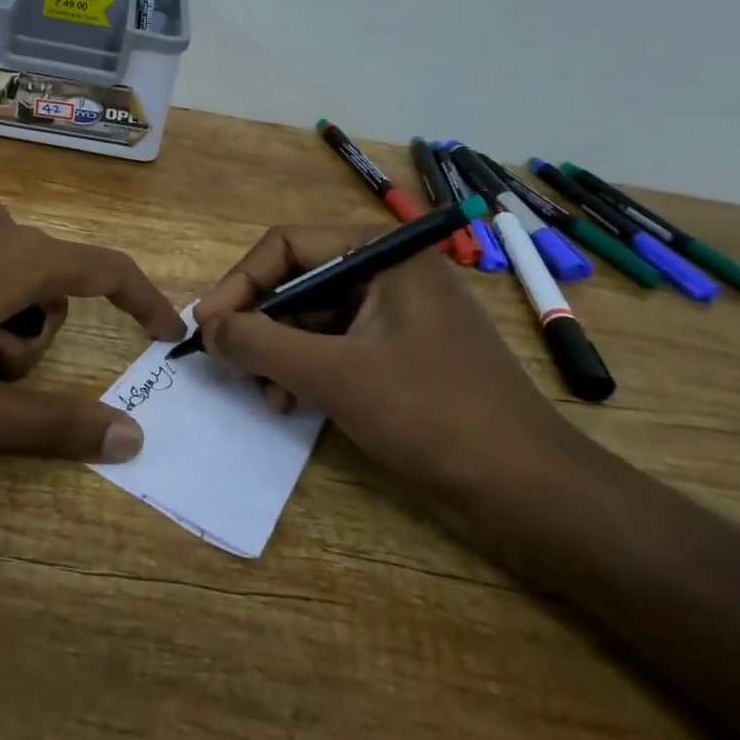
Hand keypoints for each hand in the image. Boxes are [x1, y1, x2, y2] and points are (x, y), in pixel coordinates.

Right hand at [191, 226, 586, 506]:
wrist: (533, 495)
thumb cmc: (434, 417)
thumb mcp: (336, 376)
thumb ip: (262, 345)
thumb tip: (206, 327)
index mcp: (383, 254)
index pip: (288, 244)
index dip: (241, 282)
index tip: (206, 326)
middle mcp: (388, 272)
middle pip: (298, 281)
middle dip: (261, 325)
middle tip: (231, 367)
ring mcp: (397, 314)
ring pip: (312, 318)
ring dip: (280, 354)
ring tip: (268, 398)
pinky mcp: (400, 354)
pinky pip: (335, 346)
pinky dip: (306, 371)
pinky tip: (293, 404)